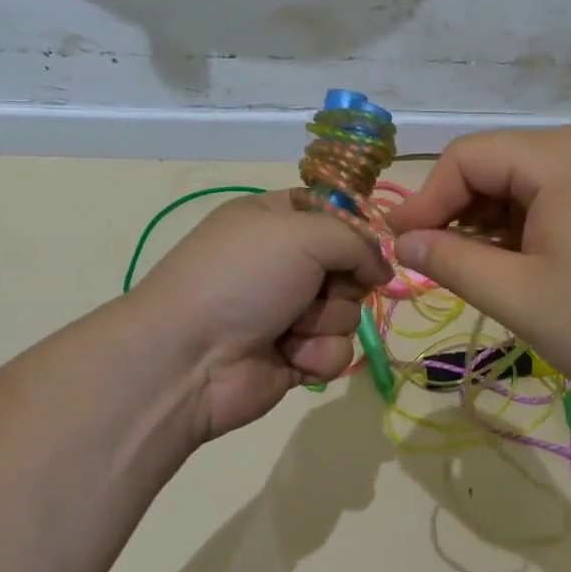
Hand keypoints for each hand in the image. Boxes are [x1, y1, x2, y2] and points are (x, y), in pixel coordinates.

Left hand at [131, 191, 389, 440]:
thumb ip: (356, 241)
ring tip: (289, 328)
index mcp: (274, 220)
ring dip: (325, 321)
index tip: (363, 243)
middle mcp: (283, 263)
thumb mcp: (301, 233)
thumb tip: (381, 270)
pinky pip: (336, 351)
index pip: (333, 212)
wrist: (189, 359)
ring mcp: (288, 311)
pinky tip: (290, 357)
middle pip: (349, 265)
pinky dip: (317, 355)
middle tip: (316, 288)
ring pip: (348, 311)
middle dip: (342, 281)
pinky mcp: (294, 357)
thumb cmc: (241, 277)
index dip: (354, 229)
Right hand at [387, 129, 570, 410]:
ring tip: (471, 271)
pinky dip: (521, 228)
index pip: (467, 158)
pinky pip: (552, 199)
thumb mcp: (520, 296)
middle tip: (432, 263)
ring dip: (487, 223)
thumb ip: (452, 262)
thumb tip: (405, 242)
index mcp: (559, 157)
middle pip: (494, 165)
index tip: (400, 246)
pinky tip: (514, 266)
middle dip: (456, 211)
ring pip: (521, 184)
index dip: (426, 199)